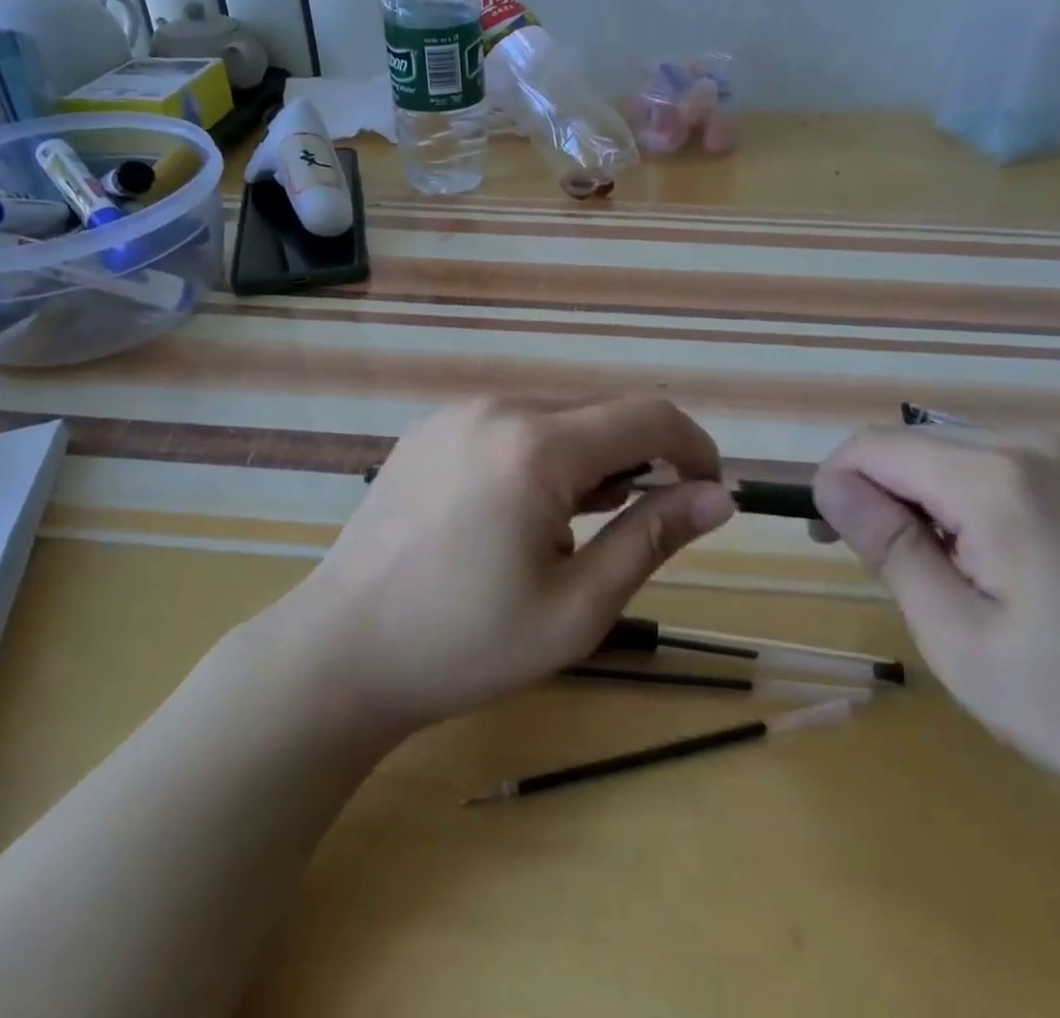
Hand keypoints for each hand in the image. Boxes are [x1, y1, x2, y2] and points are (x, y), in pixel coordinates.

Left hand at [285, 397, 732, 736]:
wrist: (340, 651)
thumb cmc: (465, 644)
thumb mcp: (576, 608)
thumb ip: (652, 539)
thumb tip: (719, 498)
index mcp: (536, 446)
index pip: (648, 416)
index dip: (694, 448)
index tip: (709, 494)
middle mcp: (497, 408)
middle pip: (601, 414)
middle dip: (639, 461)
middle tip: (632, 531)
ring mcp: (457, 413)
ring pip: (556, 418)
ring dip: (587, 461)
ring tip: (568, 530)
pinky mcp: (431, 428)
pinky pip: (510, 425)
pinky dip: (540, 456)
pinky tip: (517, 514)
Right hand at [811, 425, 1059, 926]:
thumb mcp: (960, 641)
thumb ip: (889, 547)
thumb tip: (831, 484)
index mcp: (999, 480)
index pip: (875, 446)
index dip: (836, 483)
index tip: (830, 539)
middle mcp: (1042, 444)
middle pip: (920, 444)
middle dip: (884, 492)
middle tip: (888, 566)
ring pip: (967, 452)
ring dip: (936, 497)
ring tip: (956, 571)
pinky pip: (1021, 466)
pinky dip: (989, 498)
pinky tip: (1019, 561)